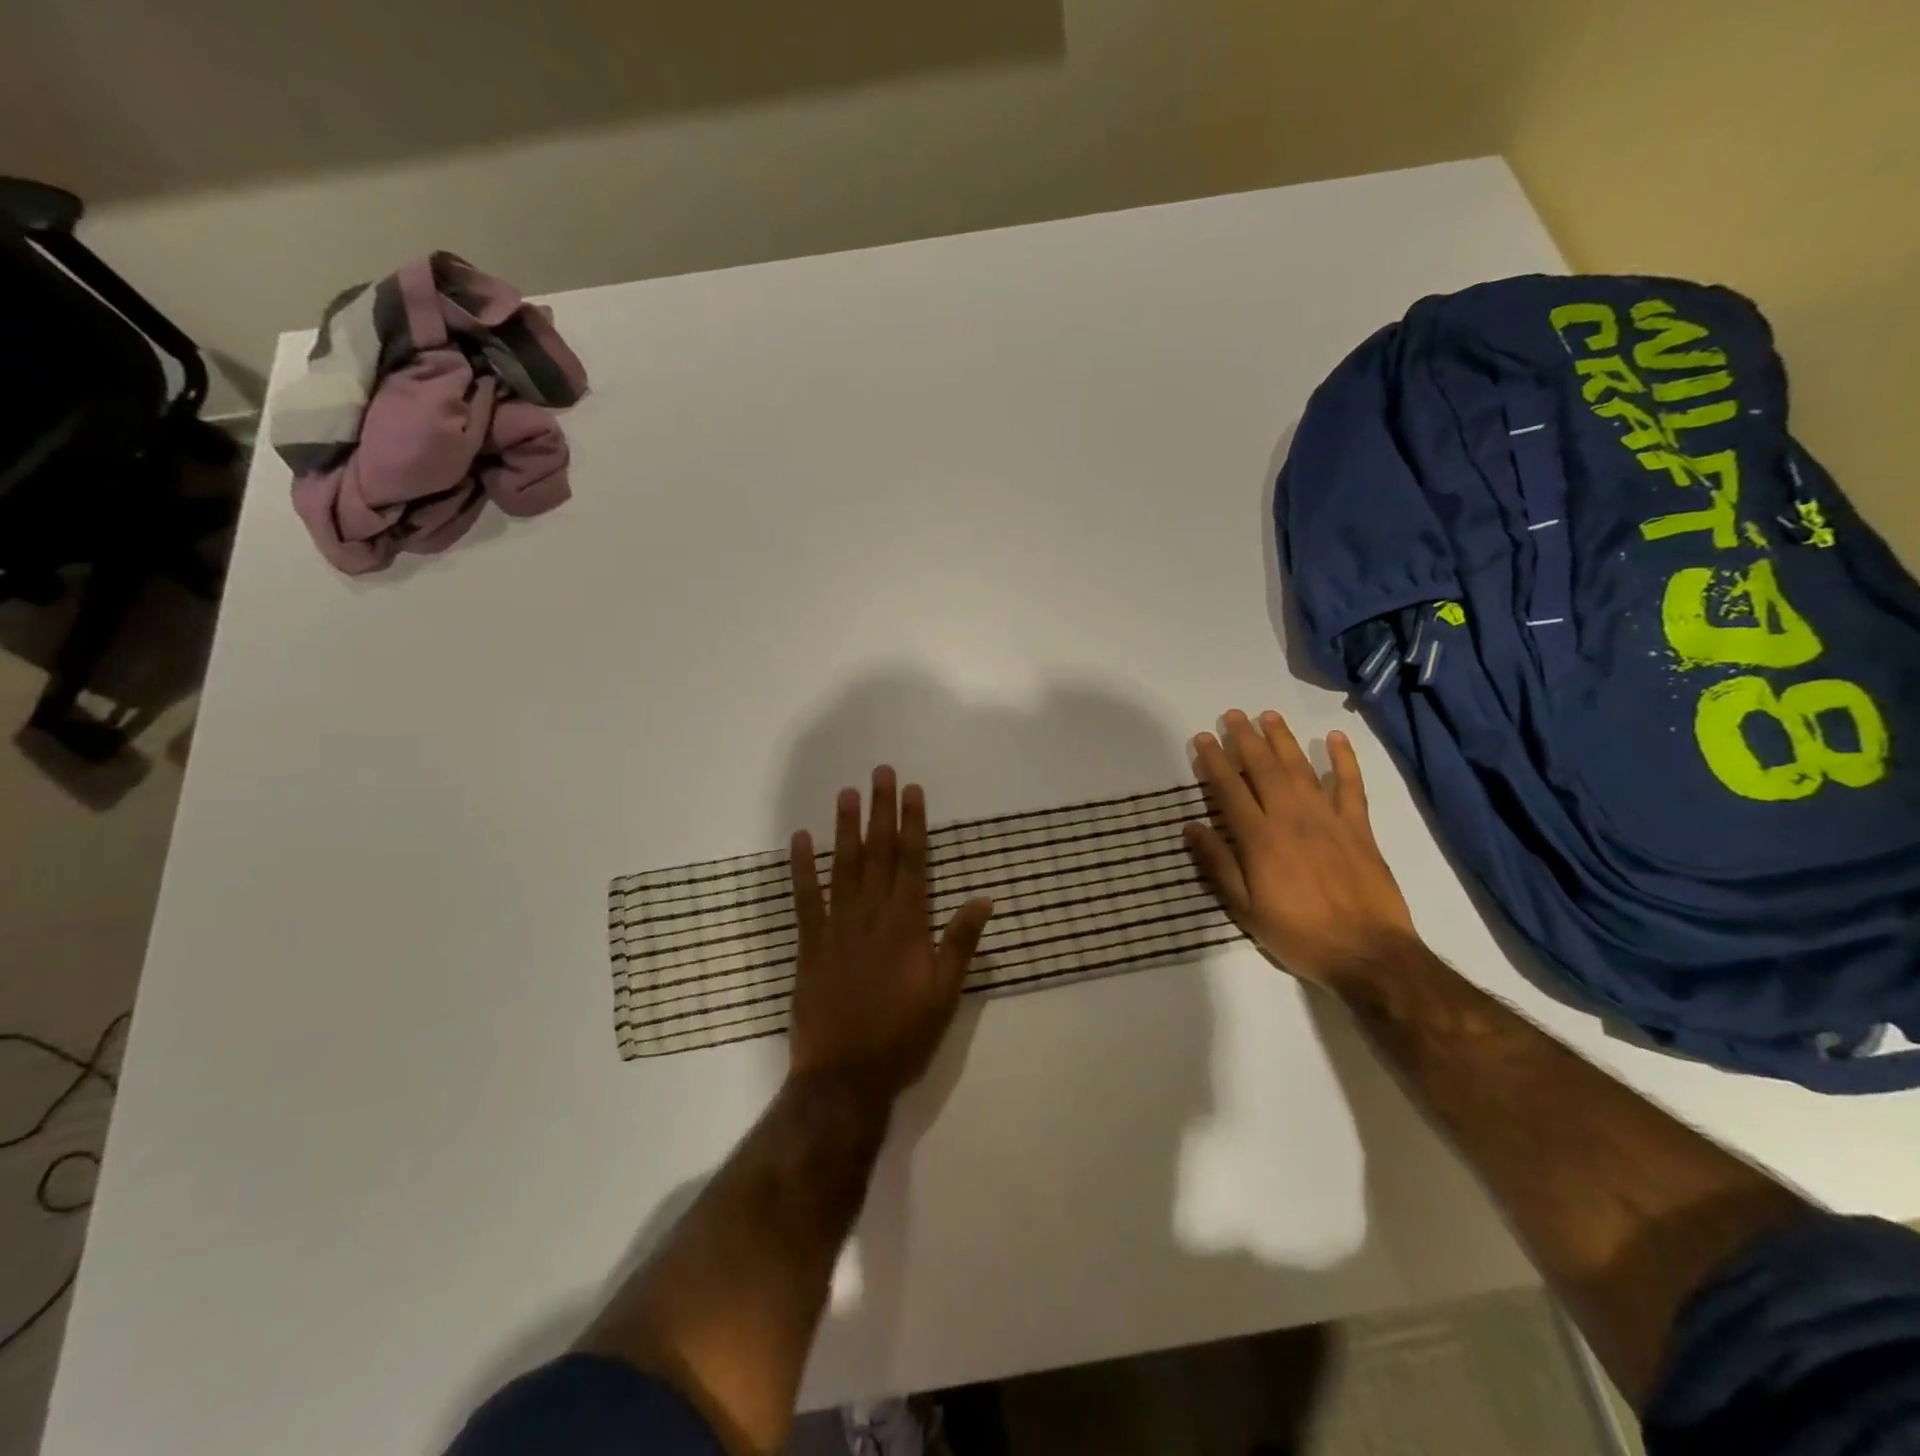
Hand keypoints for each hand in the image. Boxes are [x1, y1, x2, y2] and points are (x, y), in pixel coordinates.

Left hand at [787, 767, 994, 1102]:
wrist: (844, 1076)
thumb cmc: (902, 1036)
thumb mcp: (945, 993)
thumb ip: (960, 942)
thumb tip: (984, 897)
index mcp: (907, 925)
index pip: (912, 862)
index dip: (912, 823)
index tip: (912, 790)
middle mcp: (872, 915)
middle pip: (879, 853)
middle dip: (881, 811)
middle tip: (881, 773)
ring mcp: (837, 927)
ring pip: (843, 866)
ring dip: (845, 827)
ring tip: (847, 793)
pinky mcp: (810, 943)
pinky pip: (805, 898)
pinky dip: (802, 868)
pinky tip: (800, 839)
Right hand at [1184, 709, 1418, 986]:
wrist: (1368, 953)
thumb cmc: (1299, 934)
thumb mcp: (1245, 909)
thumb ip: (1218, 865)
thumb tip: (1191, 827)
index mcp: (1259, 839)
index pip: (1230, 790)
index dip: (1214, 761)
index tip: (1202, 739)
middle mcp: (1291, 819)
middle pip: (1264, 769)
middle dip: (1245, 739)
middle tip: (1232, 715)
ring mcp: (1328, 819)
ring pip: (1301, 769)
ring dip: (1283, 740)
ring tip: (1268, 715)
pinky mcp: (1359, 827)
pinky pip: (1350, 785)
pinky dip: (1343, 759)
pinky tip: (1334, 738)